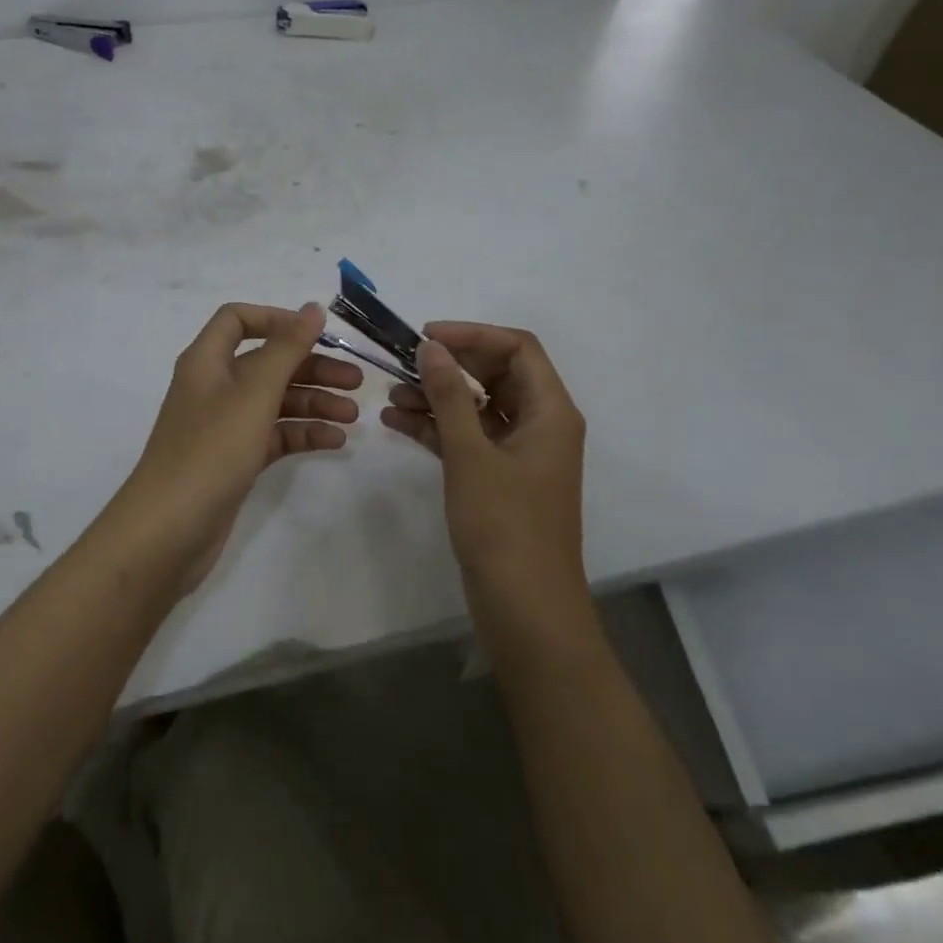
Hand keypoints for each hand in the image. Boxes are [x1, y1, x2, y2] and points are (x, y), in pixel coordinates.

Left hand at [113, 301, 361, 588]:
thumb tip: (312, 308)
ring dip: (314, 403)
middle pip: (267, 363)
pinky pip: (273, 435)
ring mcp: (223, 426)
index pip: (238, 320)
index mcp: (207, 361)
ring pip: (274, 401)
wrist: (168, 531)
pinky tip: (335, 442)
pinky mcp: (234, 460)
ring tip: (353, 417)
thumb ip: (286, 349)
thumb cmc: (210, 451)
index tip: (318, 333)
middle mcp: (214, 387)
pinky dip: (302, 434)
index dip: (277, 319)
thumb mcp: (253, 394)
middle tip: (357, 382)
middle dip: (311, 368)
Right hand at [380, 323, 586, 613]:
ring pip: (479, 406)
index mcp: (551, 411)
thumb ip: (450, 395)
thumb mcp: (471, 454)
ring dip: (438, 396)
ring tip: (391, 396)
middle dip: (450, 365)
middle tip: (404, 363)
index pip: (518, 348)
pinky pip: (469, 437)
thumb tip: (431, 346)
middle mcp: (541, 424)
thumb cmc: (504, 525)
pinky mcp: (500, 477)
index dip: (473, 334)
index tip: (426, 336)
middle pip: (497, 373)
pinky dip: (438, 427)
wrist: (525, 607)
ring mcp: (520, 452)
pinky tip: (397, 422)